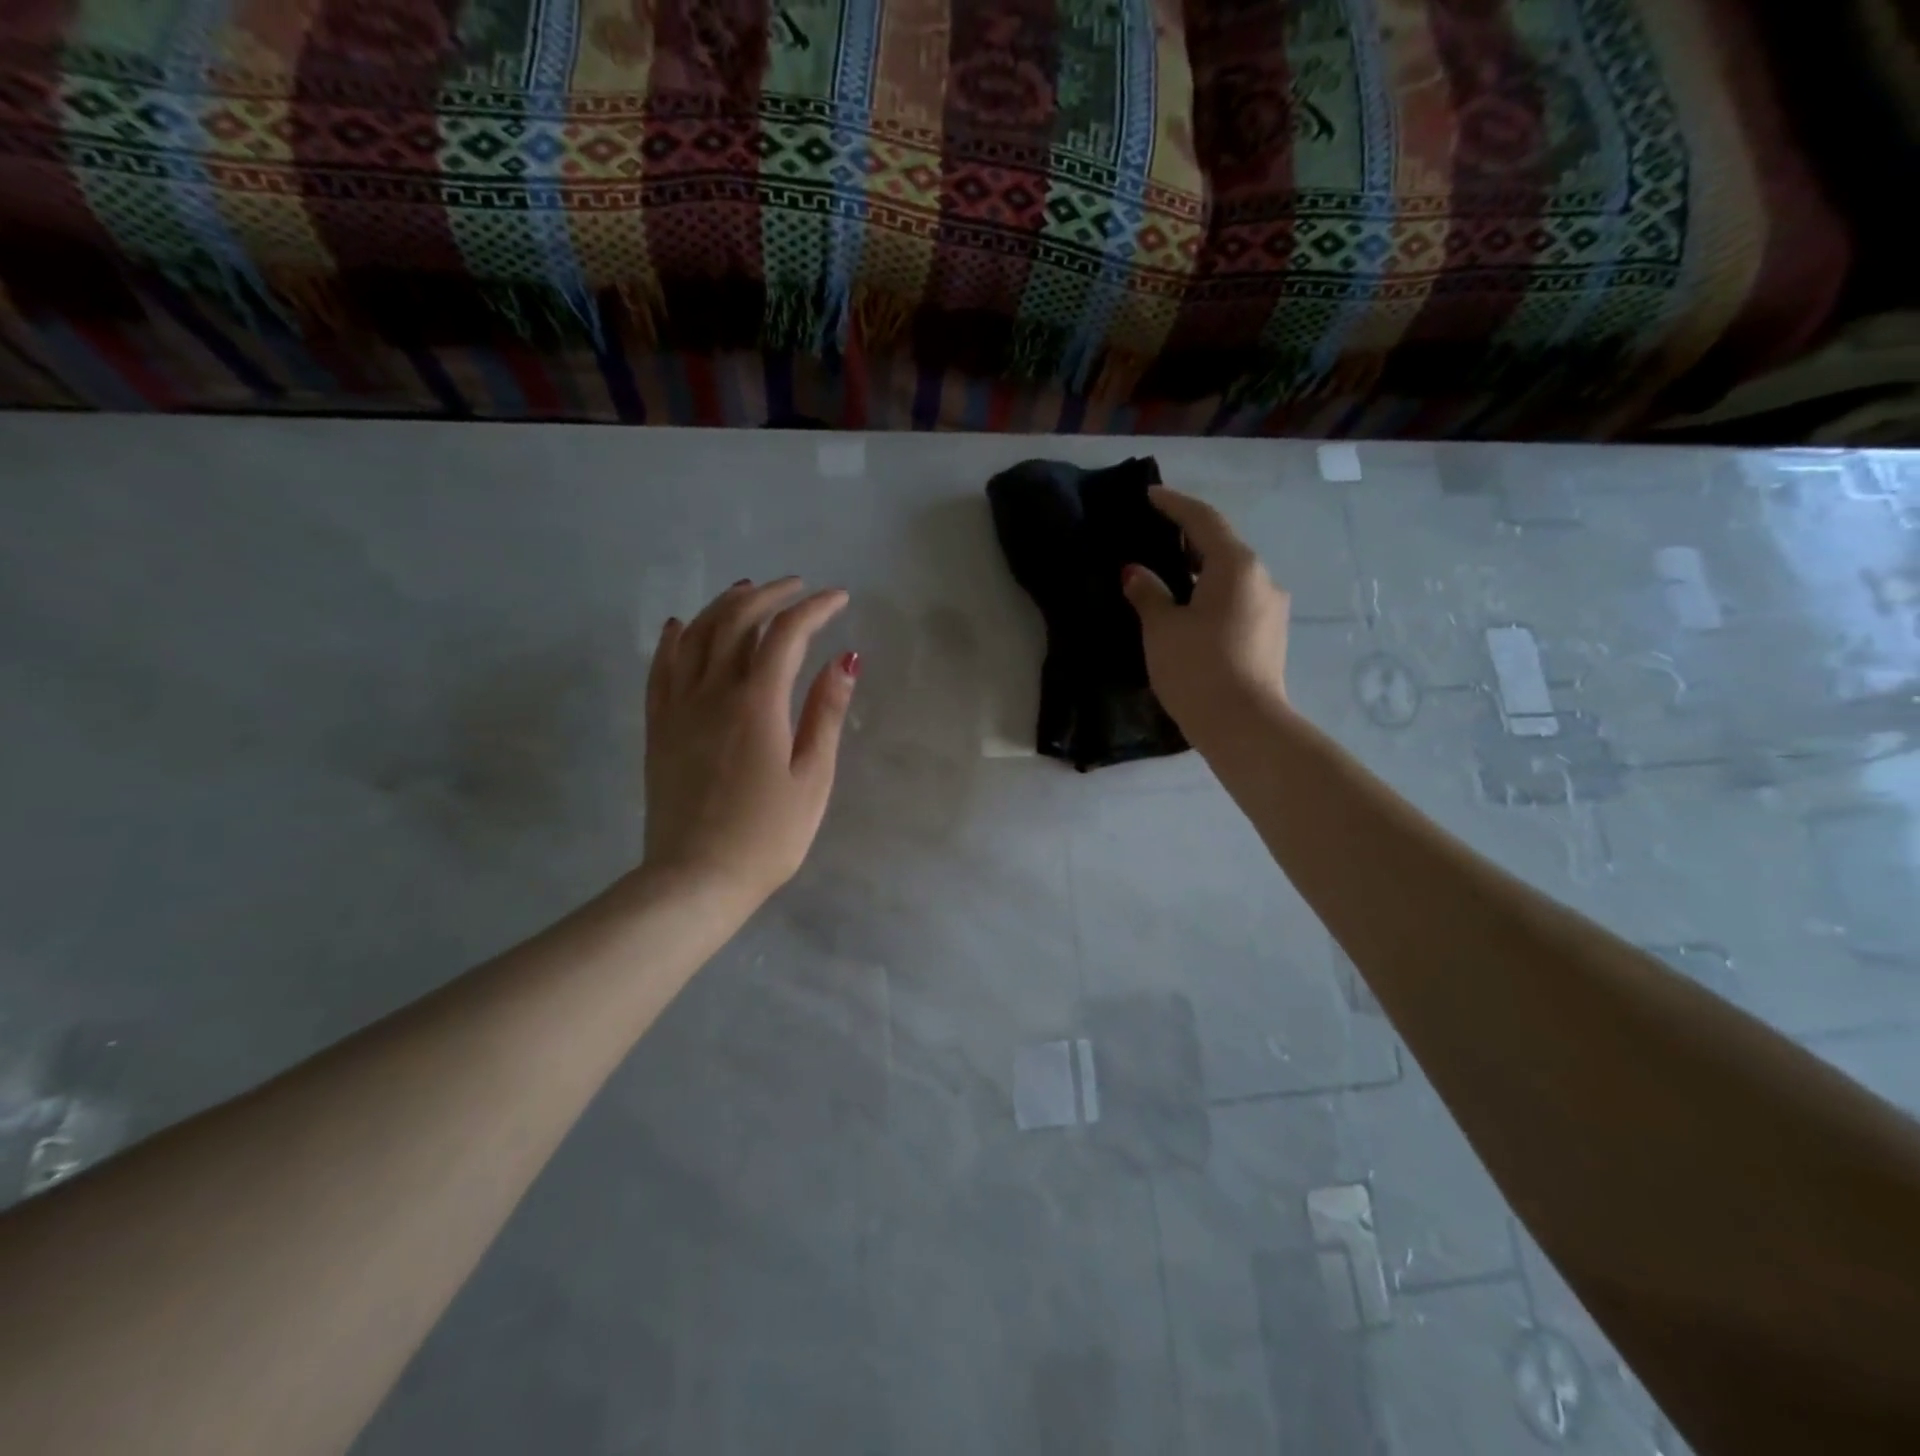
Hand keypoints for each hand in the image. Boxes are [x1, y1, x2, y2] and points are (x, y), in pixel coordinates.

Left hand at [642, 577, 858, 908]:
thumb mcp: (812, 778)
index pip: (786, 634)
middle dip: (770, 595)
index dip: (814, 609)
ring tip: (748, 591)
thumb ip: (824, 714)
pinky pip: (661, 668)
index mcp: (756, 703)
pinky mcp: (658, 727)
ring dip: (724, 605)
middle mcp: (712, 692)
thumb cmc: (767, 835)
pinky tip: (683, 625)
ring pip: (697, 635)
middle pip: (736, 621)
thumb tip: (844, 660)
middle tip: (797, 588)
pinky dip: (675, 639)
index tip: (838, 599)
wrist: (695, 879)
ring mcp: (678, 707)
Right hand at [1121, 485, 1290, 746]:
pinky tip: (1191, 612)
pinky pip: (1238, 600)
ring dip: (1201, 570)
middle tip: (1155, 537)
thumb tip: (1136, 573)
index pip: (1203, 520)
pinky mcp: (1271, 635)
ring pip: (1232, 576)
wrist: (1243, 726)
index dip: (1174, 505)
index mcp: (1236, 565)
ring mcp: (1271, 608)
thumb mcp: (1162, 628)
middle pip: (1222, 546)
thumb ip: (1148, 593)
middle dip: (1189, 538)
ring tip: (1169, 578)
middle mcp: (1262, 578)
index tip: (1150, 495)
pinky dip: (1212, 595)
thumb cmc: (1197, 668)